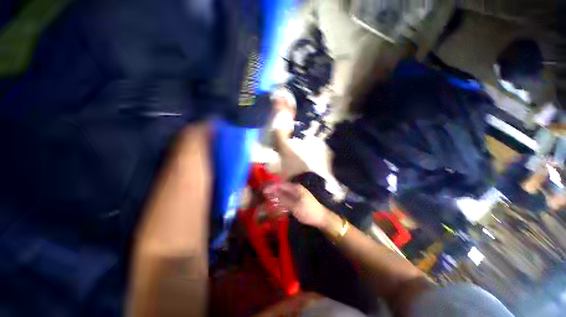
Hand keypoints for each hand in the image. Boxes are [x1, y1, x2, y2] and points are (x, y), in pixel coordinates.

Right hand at [264, 182, 328, 228]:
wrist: (321, 218)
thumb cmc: (308, 211)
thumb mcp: (294, 206)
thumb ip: (283, 199)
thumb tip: (272, 193)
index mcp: (296, 188)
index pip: (281, 185)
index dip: (272, 187)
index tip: (263, 190)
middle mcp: (296, 189)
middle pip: (282, 188)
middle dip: (273, 190)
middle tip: (264, 194)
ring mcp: (298, 194)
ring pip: (285, 193)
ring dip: (277, 195)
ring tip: (269, 198)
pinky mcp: (299, 200)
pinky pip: (288, 197)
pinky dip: (282, 199)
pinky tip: (278, 203)